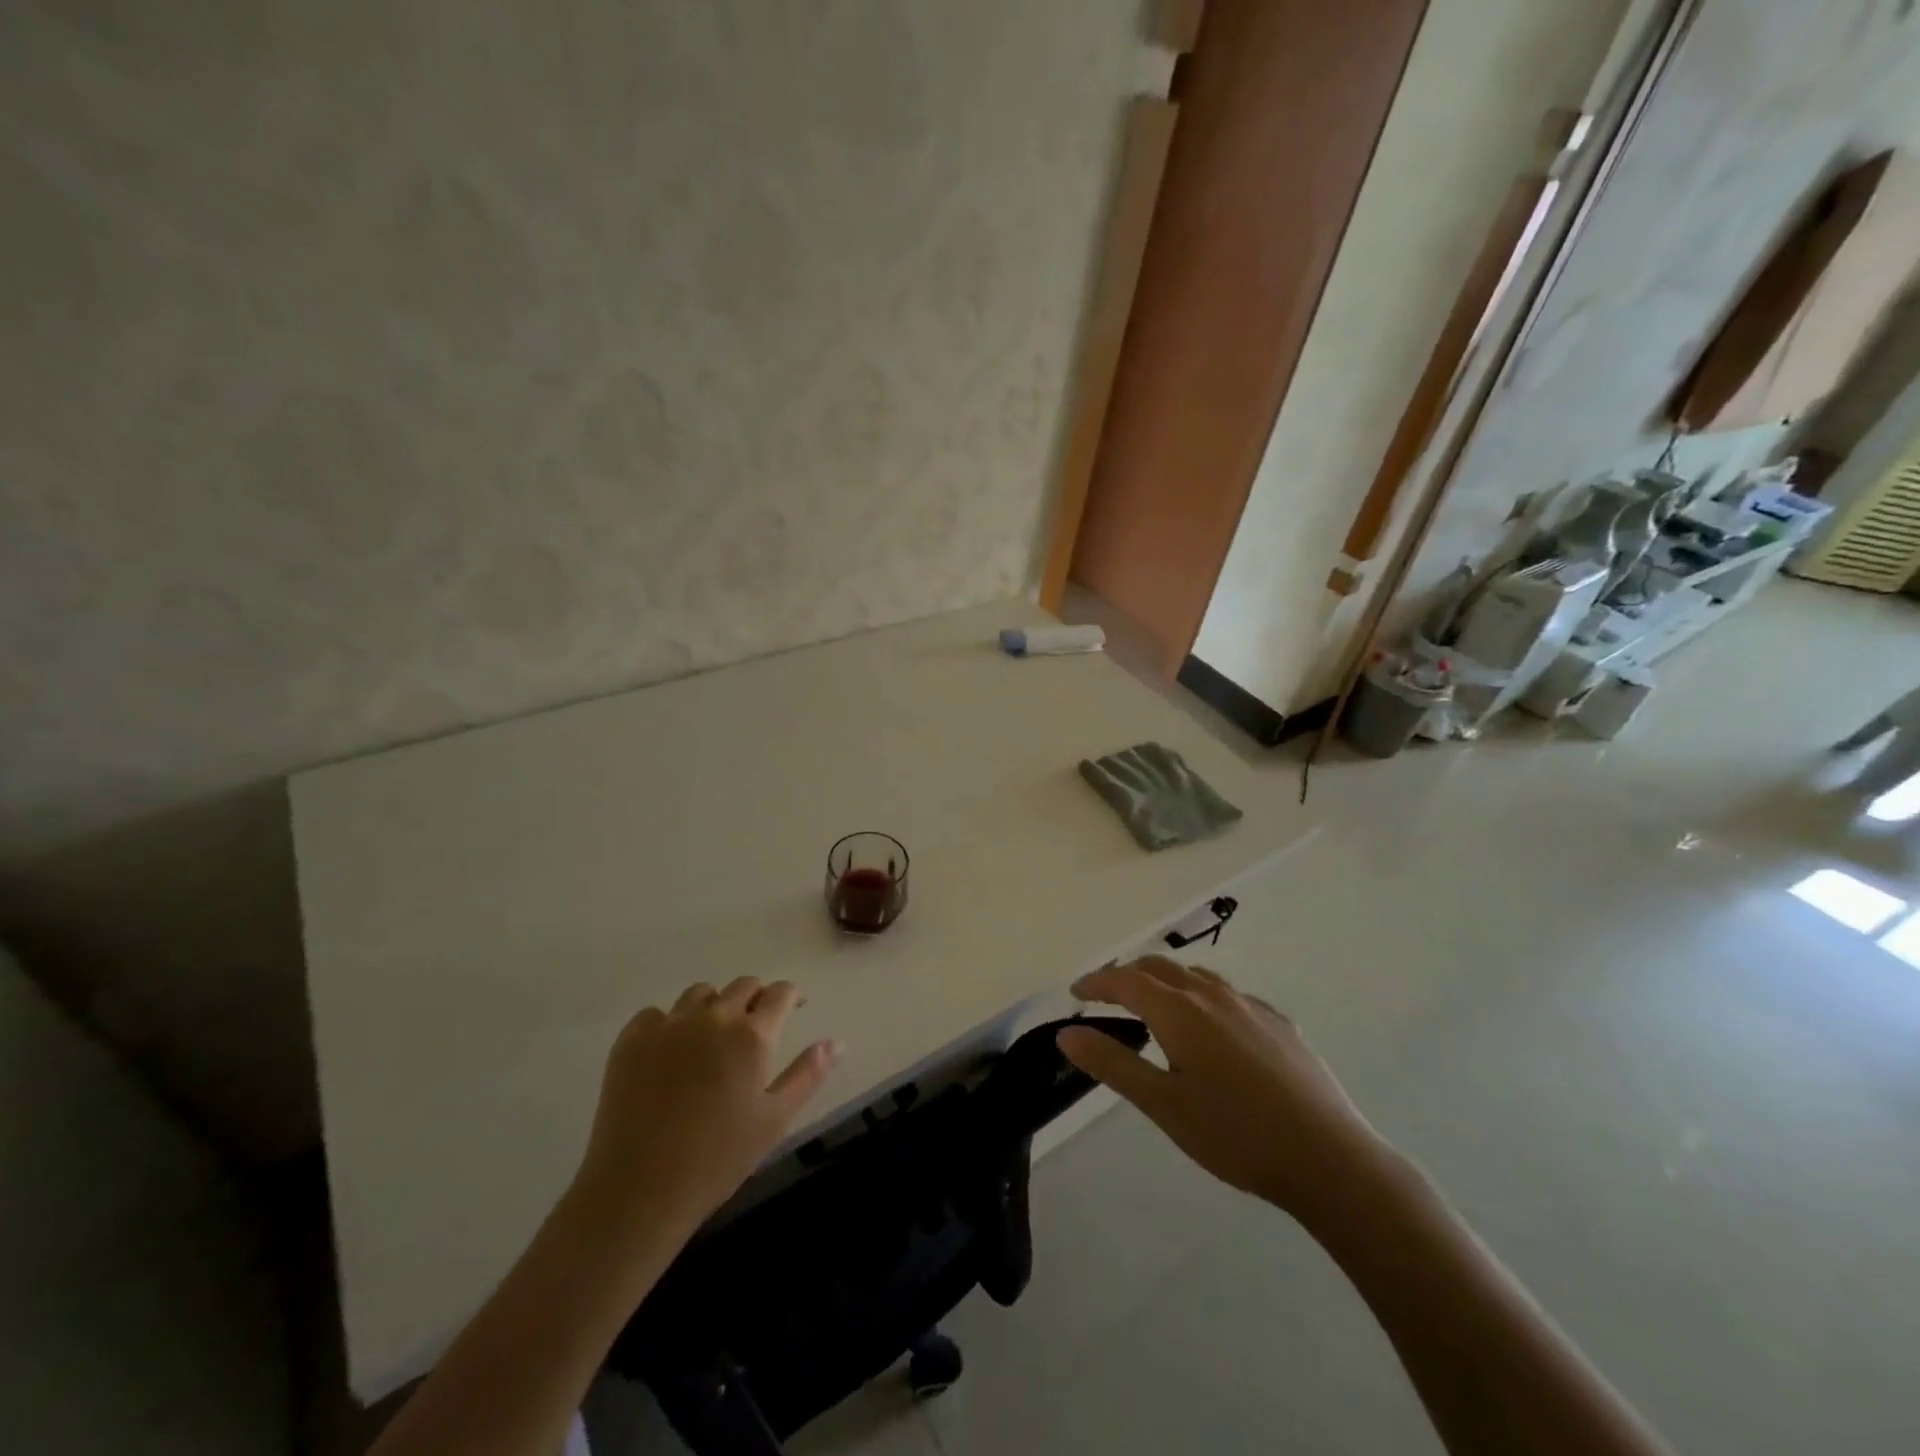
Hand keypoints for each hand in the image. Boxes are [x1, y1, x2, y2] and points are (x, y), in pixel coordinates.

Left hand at [572, 978, 838, 1236]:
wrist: (639, 1189)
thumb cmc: (718, 1158)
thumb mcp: (775, 1119)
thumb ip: (809, 1074)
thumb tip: (837, 1042)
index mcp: (752, 1034)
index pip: (780, 992)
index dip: (790, 997)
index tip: (792, 1009)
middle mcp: (713, 1016)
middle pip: (743, 985)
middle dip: (755, 998)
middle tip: (753, 1030)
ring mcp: (669, 1024)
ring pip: (700, 993)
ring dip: (714, 1006)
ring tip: (711, 1040)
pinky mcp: (631, 1039)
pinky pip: (657, 1014)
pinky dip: (669, 1024)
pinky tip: (669, 1055)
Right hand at [1059, 958, 1392, 1230]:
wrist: (1330, 1158)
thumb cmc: (1235, 1135)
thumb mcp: (1163, 1105)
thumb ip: (1112, 1063)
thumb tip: (1067, 1032)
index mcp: (1179, 1011)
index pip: (1125, 980)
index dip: (1097, 982)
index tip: (1075, 992)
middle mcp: (1212, 995)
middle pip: (1160, 967)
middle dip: (1127, 974)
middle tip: (1107, 995)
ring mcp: (1250, 1006)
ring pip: (1196, 976)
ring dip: (1166, 981)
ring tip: (1154, 1004)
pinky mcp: (1279, 1023)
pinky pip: (1229, 995)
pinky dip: (1202, 997)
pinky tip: (1211, 1028)